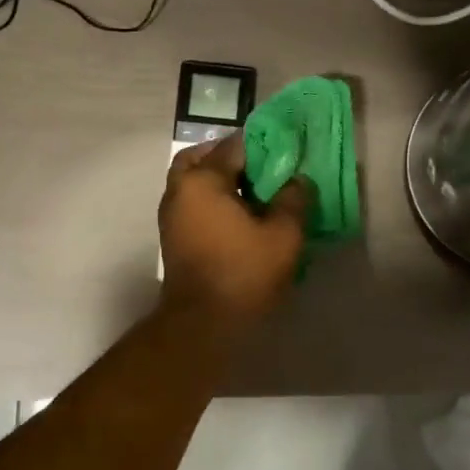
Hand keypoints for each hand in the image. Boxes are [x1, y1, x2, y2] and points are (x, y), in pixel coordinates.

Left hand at [160, 135, 310, 325]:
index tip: (285, 151)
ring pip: (192, 182)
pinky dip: (211, 201)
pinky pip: (192, 204)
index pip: (233, 146)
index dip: (263, 145)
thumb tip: (298, 181)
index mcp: (202, 181)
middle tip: (259, 167)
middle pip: (200, 158)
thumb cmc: (243, 272)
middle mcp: (179, 191)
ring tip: (253, 193)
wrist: (203, 324)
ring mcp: (171, 216)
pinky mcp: (173, 239)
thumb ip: (294, 200)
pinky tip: (239, 217)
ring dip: (218, 180)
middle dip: (228, 157)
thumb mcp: (284, 236)